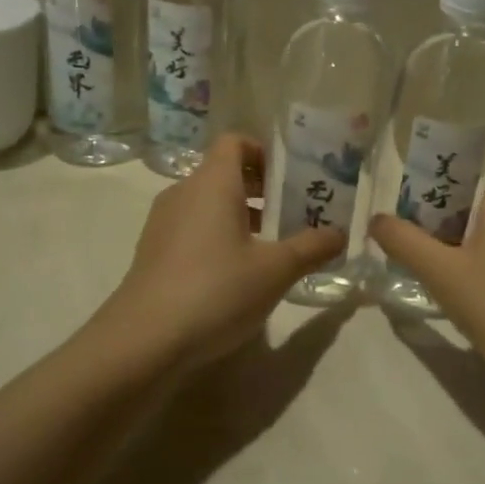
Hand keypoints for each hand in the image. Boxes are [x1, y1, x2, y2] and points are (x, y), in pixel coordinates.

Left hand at [99, 134, 345, 367]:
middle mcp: (184, 193)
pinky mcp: (153, 252)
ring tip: (271, 247)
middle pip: (223, 172)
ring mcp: (163, 223)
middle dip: (261, 188)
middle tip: (294, 213)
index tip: (290, 179)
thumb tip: (340, 234)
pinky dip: (217, 236)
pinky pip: (192, 228)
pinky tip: (236, 274)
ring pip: (207, 203)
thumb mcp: (275, 270)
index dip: (264, 152)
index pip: (235, 142)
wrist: (144, 341)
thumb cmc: (215, 290)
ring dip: (240, 215)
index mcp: (212, 183)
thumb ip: (311, 248)